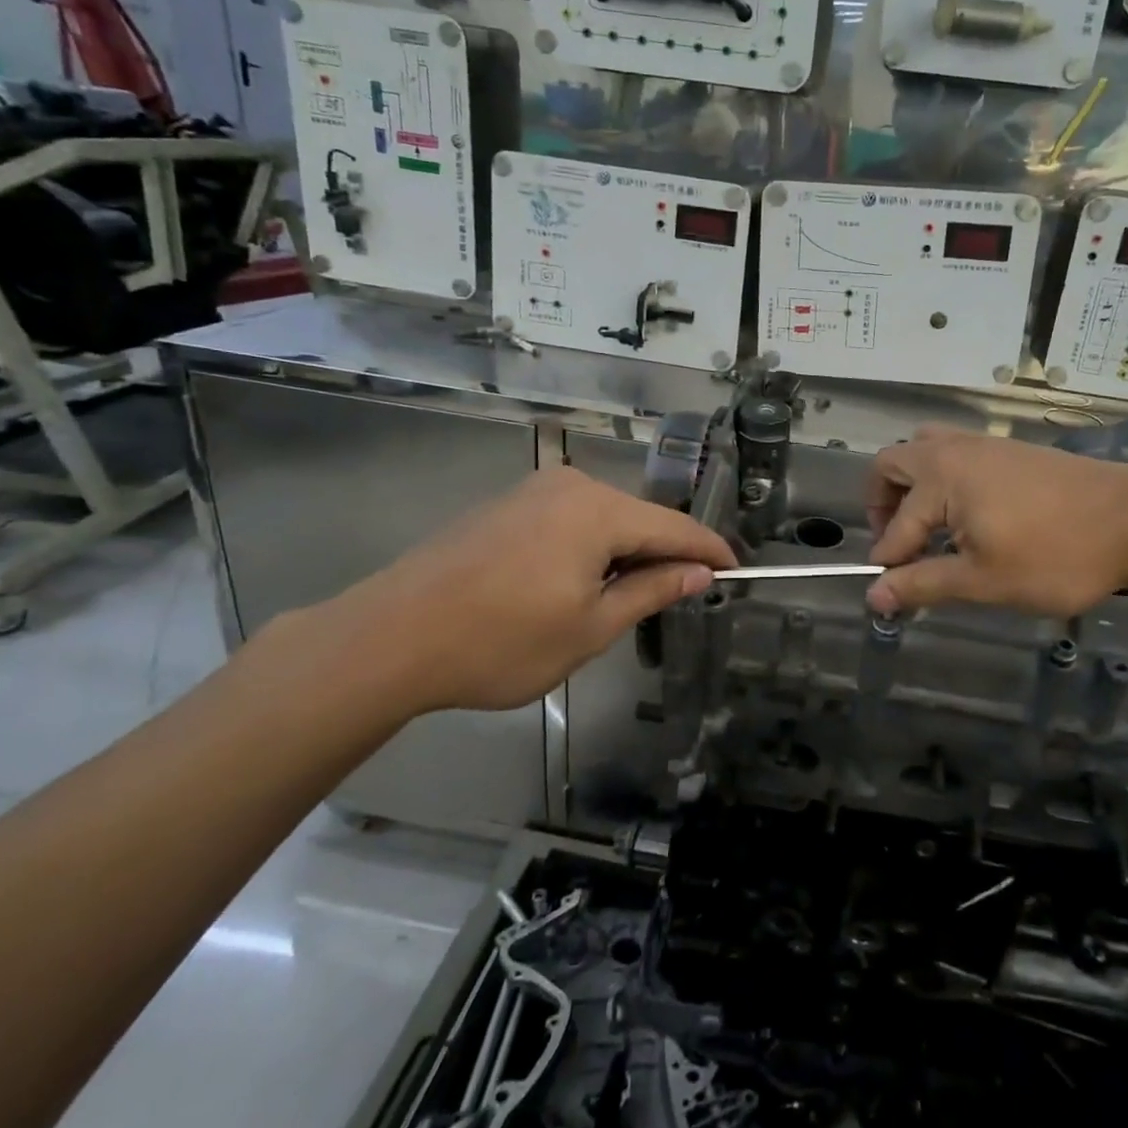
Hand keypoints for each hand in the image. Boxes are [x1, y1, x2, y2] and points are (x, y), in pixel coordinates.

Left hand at [314, 469, 735, 713]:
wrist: (390, 638)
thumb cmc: (501, 642)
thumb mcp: (590, 627)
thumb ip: (651, 590)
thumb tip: (699, 572)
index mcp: (598, 510)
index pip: (675, 527)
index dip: (709, 550)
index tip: (737, 570)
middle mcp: (570, 486)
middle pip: (639, 518)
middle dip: (665, 553)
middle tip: (686, 592)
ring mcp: (532, 492)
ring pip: (603, 519)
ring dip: (625, 553)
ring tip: (633, 595)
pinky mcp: (505, 506)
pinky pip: (569, 521)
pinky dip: (590, 548)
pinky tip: (581, 582)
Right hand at [864, 429, 1127, 616]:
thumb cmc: (1055, 555)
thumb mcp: (983, 580)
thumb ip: (923, 584)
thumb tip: (873, 597)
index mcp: (941, 477)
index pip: (896, 526)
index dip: (888, 564)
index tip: (890, 595)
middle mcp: (955, 450)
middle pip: (894, 463)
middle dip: (883, 505)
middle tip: (900, 547)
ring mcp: (986, 445)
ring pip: (926, 450)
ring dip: (913, 487)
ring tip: (929, 529)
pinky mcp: (1012, 451)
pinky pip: (956, 454)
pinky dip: (943, 481)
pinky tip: (968, 519)